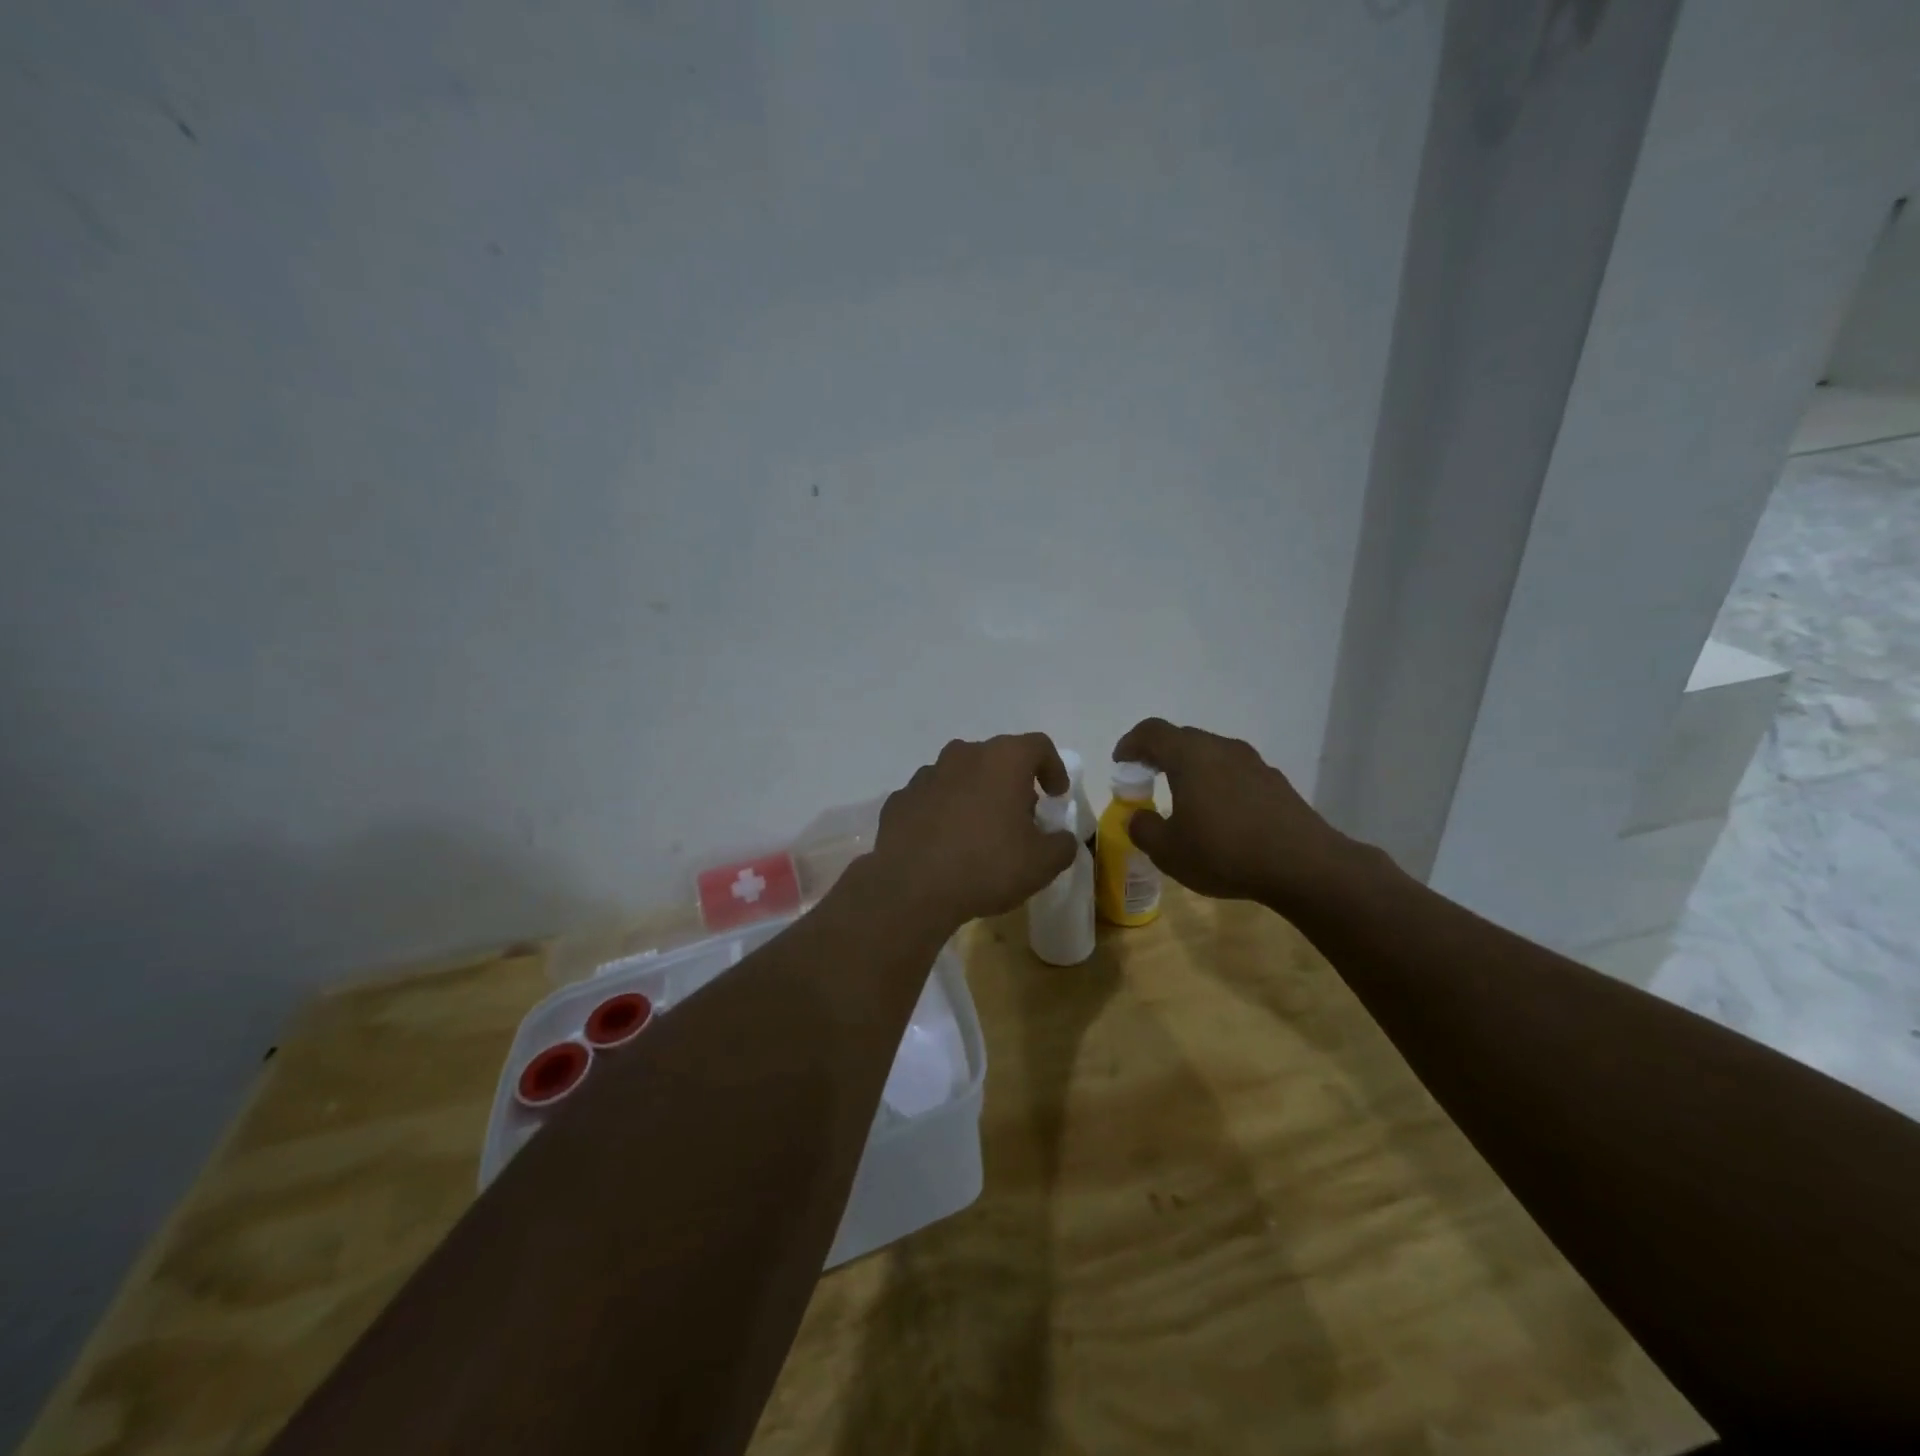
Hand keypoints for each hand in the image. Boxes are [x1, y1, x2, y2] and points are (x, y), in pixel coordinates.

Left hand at [870, 734, 1078, 934]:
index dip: (1053, 767)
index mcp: (1002, 760)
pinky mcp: (900, 799)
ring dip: (975, 794)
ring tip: (980, 831)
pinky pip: (931, 798)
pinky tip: (945, 844)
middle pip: (996, 758)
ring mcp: (926, 775)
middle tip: (1020, 816)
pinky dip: (943, 812)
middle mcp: (963, 755)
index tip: (1056, 795)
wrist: (910, 888)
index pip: (1038, 746)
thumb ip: (1062, 845)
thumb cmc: (986, 866)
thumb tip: (1062, 839)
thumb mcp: (1042, 864)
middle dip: (1012, 782)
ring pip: (960, 775)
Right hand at [1112, 718, 1372, 911]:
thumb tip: (1138, 817)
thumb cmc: (1225, 852)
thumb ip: (1144, 829)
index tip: (1121, 763)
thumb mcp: (1168, 851)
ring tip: (1182, 798)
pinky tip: (1219, 815)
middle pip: (1182, 739)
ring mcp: (1254, 763)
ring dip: (1190, 769)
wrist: (1304, 866)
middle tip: (1145, 778)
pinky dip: (1217, 783)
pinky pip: (1235, 772)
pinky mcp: (1275, 783)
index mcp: (1190, 756)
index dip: (1131, 743)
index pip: (1152, 732)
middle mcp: (1222, 749)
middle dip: (1159, 754)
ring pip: (1212, 754)